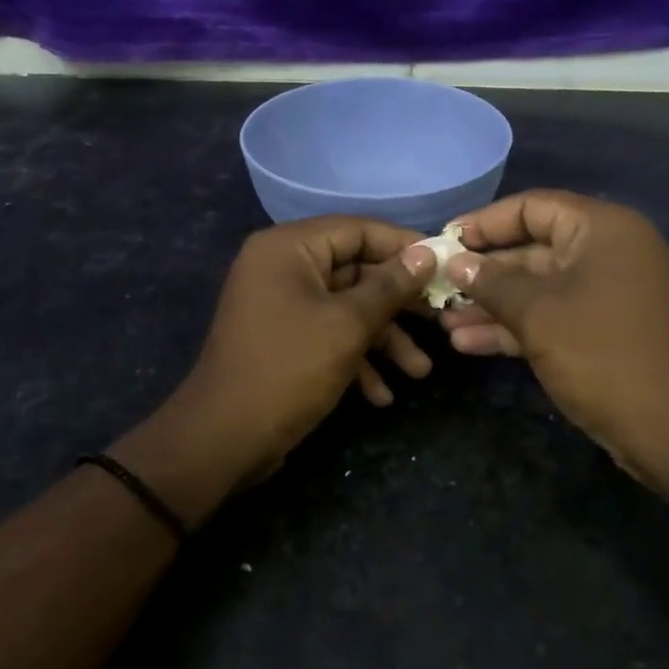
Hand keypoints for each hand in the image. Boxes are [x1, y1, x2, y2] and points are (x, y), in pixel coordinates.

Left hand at [110, 217, 436, 522]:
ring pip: (345, 308)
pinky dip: (355, 359)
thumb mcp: (348, 325)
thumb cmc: (288, 368)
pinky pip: (327, 334)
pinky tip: (381, 396)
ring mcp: (280, 304)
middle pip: (355, 271)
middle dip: (398, 306)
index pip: (358, 230)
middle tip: (440, 322)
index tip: (444, 265)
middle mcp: (281, 267)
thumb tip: (427, 253)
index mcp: (288, 248)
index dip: (404, 246)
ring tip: (418, 373)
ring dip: (383, 340)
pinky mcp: (282, 339)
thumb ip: (390, 286)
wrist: (224, 438)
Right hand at [439, 190, 668, 495]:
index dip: (484, 223)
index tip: (444, 241)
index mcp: (602, 230)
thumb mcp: (539, 314)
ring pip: (536, 289)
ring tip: (443, 321)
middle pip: (531, 250)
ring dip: (490, 305)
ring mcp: (604, 296)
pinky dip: (512, 328)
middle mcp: (605, 254)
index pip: (532, 207)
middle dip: (482, 273)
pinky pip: (549, 317)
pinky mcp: (600, 332)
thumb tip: (456, 262)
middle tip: (436, 287)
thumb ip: (492, 283)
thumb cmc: (604, 354)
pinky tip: (467, 343)